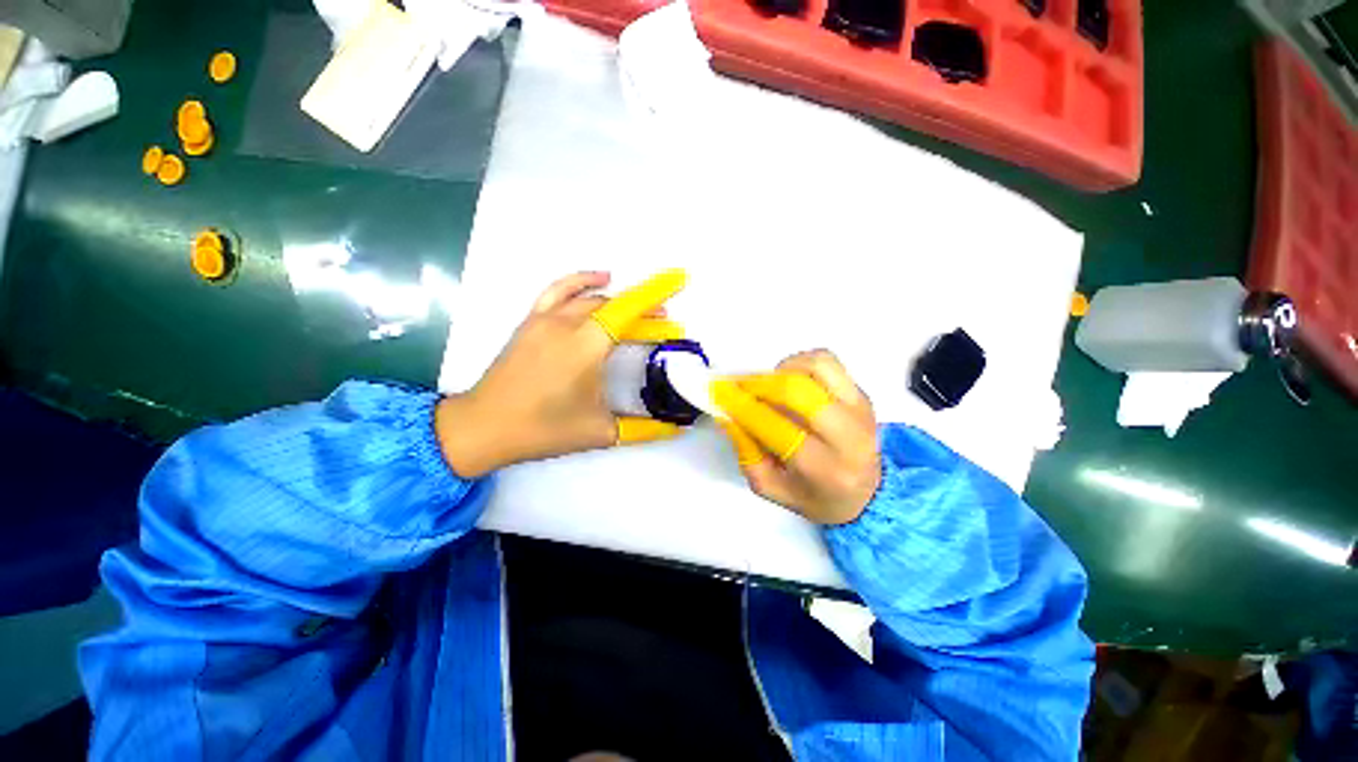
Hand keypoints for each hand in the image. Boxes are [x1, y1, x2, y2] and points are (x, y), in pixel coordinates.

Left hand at [436, 270, 687, 477]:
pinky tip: (600, 280)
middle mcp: (567, 324)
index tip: (679, 280)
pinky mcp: (532, 322)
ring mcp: (545, 319)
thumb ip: (644, 429)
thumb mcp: (600, 432)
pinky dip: (581, 281)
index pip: (628, 311)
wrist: (484, 426)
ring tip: (642, 308)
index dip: (655, 295)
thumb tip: (676, 428)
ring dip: (620, 299)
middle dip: (645, 310)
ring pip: (591, 298)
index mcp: (586, 346)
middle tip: (666, 325)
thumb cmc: (544, 428)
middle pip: (614, 306)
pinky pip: (560, 291)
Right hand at [713, 350, 880, 524]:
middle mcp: (848, 435)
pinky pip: (827, 362)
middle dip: (759, 384)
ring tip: (768, 386)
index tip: (718, 393)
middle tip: (739, 387)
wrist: (864, 493)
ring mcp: (858, 408)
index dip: (742, 406)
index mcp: (824, 468)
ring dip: (781, 371)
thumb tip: (726, 412)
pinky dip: (800, 363)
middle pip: (797, 391)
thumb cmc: (812, 494)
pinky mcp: (860, 392)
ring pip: (816, 367)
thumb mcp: (769, 486)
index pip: (775, 427)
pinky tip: (788, 380)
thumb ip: (745, 450)